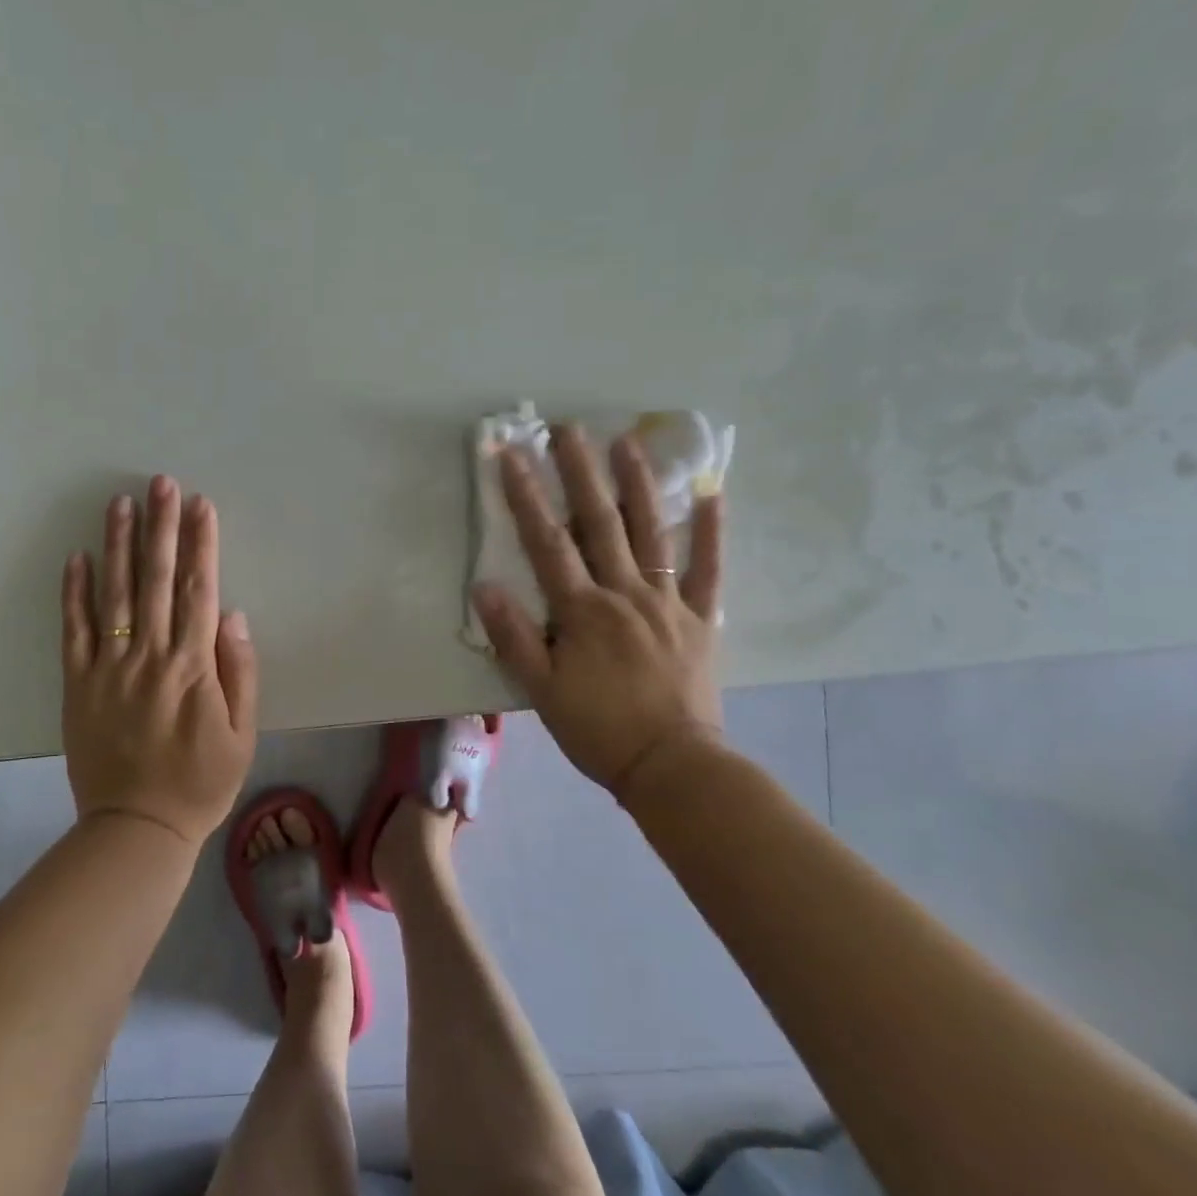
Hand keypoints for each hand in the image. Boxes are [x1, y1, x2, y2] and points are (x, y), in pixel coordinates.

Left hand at [61, 475, 258, 846]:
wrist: (137, 828)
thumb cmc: (201, 782)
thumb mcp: (243, 734)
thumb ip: (240, 672)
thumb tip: (231, 615)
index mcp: (194, 666)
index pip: (199, 590)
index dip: (201, 544)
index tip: (200, 504)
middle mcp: (151, 656)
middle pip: (158, 580)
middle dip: (161, 527)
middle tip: (160, 482)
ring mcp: (110, 668)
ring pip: (114, 594)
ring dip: (118, 545)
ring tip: (120, 503)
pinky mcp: (79, 684)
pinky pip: (74, 631)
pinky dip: (74, 593)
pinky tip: (77, 558)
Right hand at [470, 425, 722, 807]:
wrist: (672, 767)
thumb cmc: (598, 729)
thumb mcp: (541, 690)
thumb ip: (514, 636)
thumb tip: (484, 586)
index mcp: (582, 610)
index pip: (547, 542)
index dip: (526, 495)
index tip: (510, 455)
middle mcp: (624, 594)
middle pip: (599, 523)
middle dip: (580, 472)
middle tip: (569, 428)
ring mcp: (667, 602)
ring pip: (651, 532)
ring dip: (638, 484)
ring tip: (628, 441)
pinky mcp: (700, 619)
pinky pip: (708, 569)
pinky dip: (711, 531)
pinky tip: (712, 493)